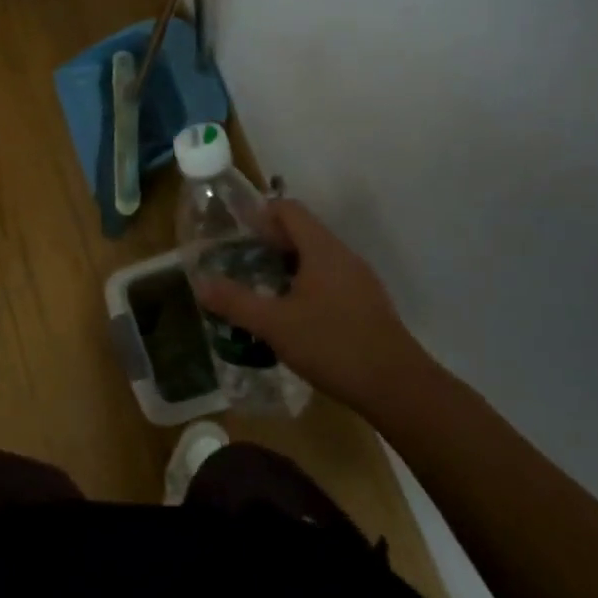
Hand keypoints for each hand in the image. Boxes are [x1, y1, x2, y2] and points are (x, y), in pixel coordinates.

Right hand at [194, 199, 432, 414]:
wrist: (397, 387)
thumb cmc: (332, 345)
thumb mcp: (274, 325)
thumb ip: (235, 302)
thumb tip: (200, 283)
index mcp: (322, 249)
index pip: (289, 209)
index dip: (260, 213)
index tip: (235, 232)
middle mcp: (343, 256)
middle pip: (303, 232)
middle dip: (269, 243)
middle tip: (240, 262)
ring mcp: (360, 281)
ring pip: (317, 258)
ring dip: (287, 266)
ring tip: (261, 289)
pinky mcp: (367, 305)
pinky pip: (330, 280)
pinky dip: (306, 286)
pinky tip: (292, 316)